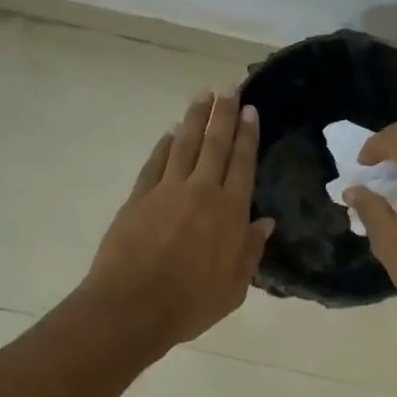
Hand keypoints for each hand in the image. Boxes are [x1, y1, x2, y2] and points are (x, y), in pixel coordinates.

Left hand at [85, 91, 274, 348]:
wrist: (133, 308)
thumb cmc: (191, 303)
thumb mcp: (234, 287)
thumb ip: (250, 251)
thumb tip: (263, 222)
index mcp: (230, 211)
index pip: (242, 163)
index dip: (247, 135)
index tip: (249, 110)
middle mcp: (201, 192)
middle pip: (215, 144)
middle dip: (223, 114)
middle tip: (229, 88)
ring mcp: (166, 191)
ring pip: (184, 145)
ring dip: (194, 118)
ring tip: (202, 95)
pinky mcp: (138, 198)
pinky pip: (155, 163)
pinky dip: (164, 145)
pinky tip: (170, 133)